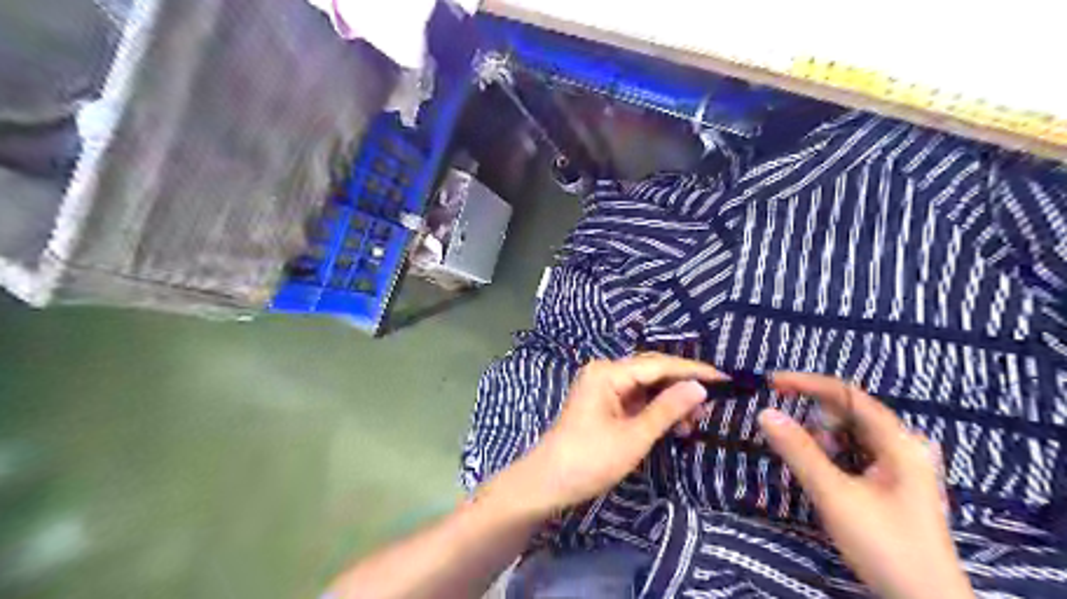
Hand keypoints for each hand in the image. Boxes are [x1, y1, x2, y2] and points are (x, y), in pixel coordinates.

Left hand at [504, 352, 725, 515]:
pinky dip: (655, 410)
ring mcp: (602, 387)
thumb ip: (668, 409)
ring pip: (646, 386)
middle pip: (652, 371)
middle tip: (710, 404)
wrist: (548, 482)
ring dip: (670, 401)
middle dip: (681, 386)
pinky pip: (636, 399)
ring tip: (694, 421)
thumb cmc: (590, 459)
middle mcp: (605, 372)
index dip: (692, 370)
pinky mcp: (603, 403)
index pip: (658, 364)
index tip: (724, 378)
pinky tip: (673, 424)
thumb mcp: (634, 436)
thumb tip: (699, 387)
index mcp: (608, 372)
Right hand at [759, 372, 972, 598]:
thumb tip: (765, 412)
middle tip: (797, 445)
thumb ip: (799, 451)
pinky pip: (856, 452)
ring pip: (851, 433)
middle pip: (849, 413)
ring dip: (824, 442)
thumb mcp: (835, 495)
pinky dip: (834, 456)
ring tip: (816, 470)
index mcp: (900, 442)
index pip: (848, 394)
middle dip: (817, 422)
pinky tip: (829, 478)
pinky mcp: (894, 481)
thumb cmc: (885, 546)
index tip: (771, 383)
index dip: (807, 383)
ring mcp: (902, 464)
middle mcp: (904, 445)